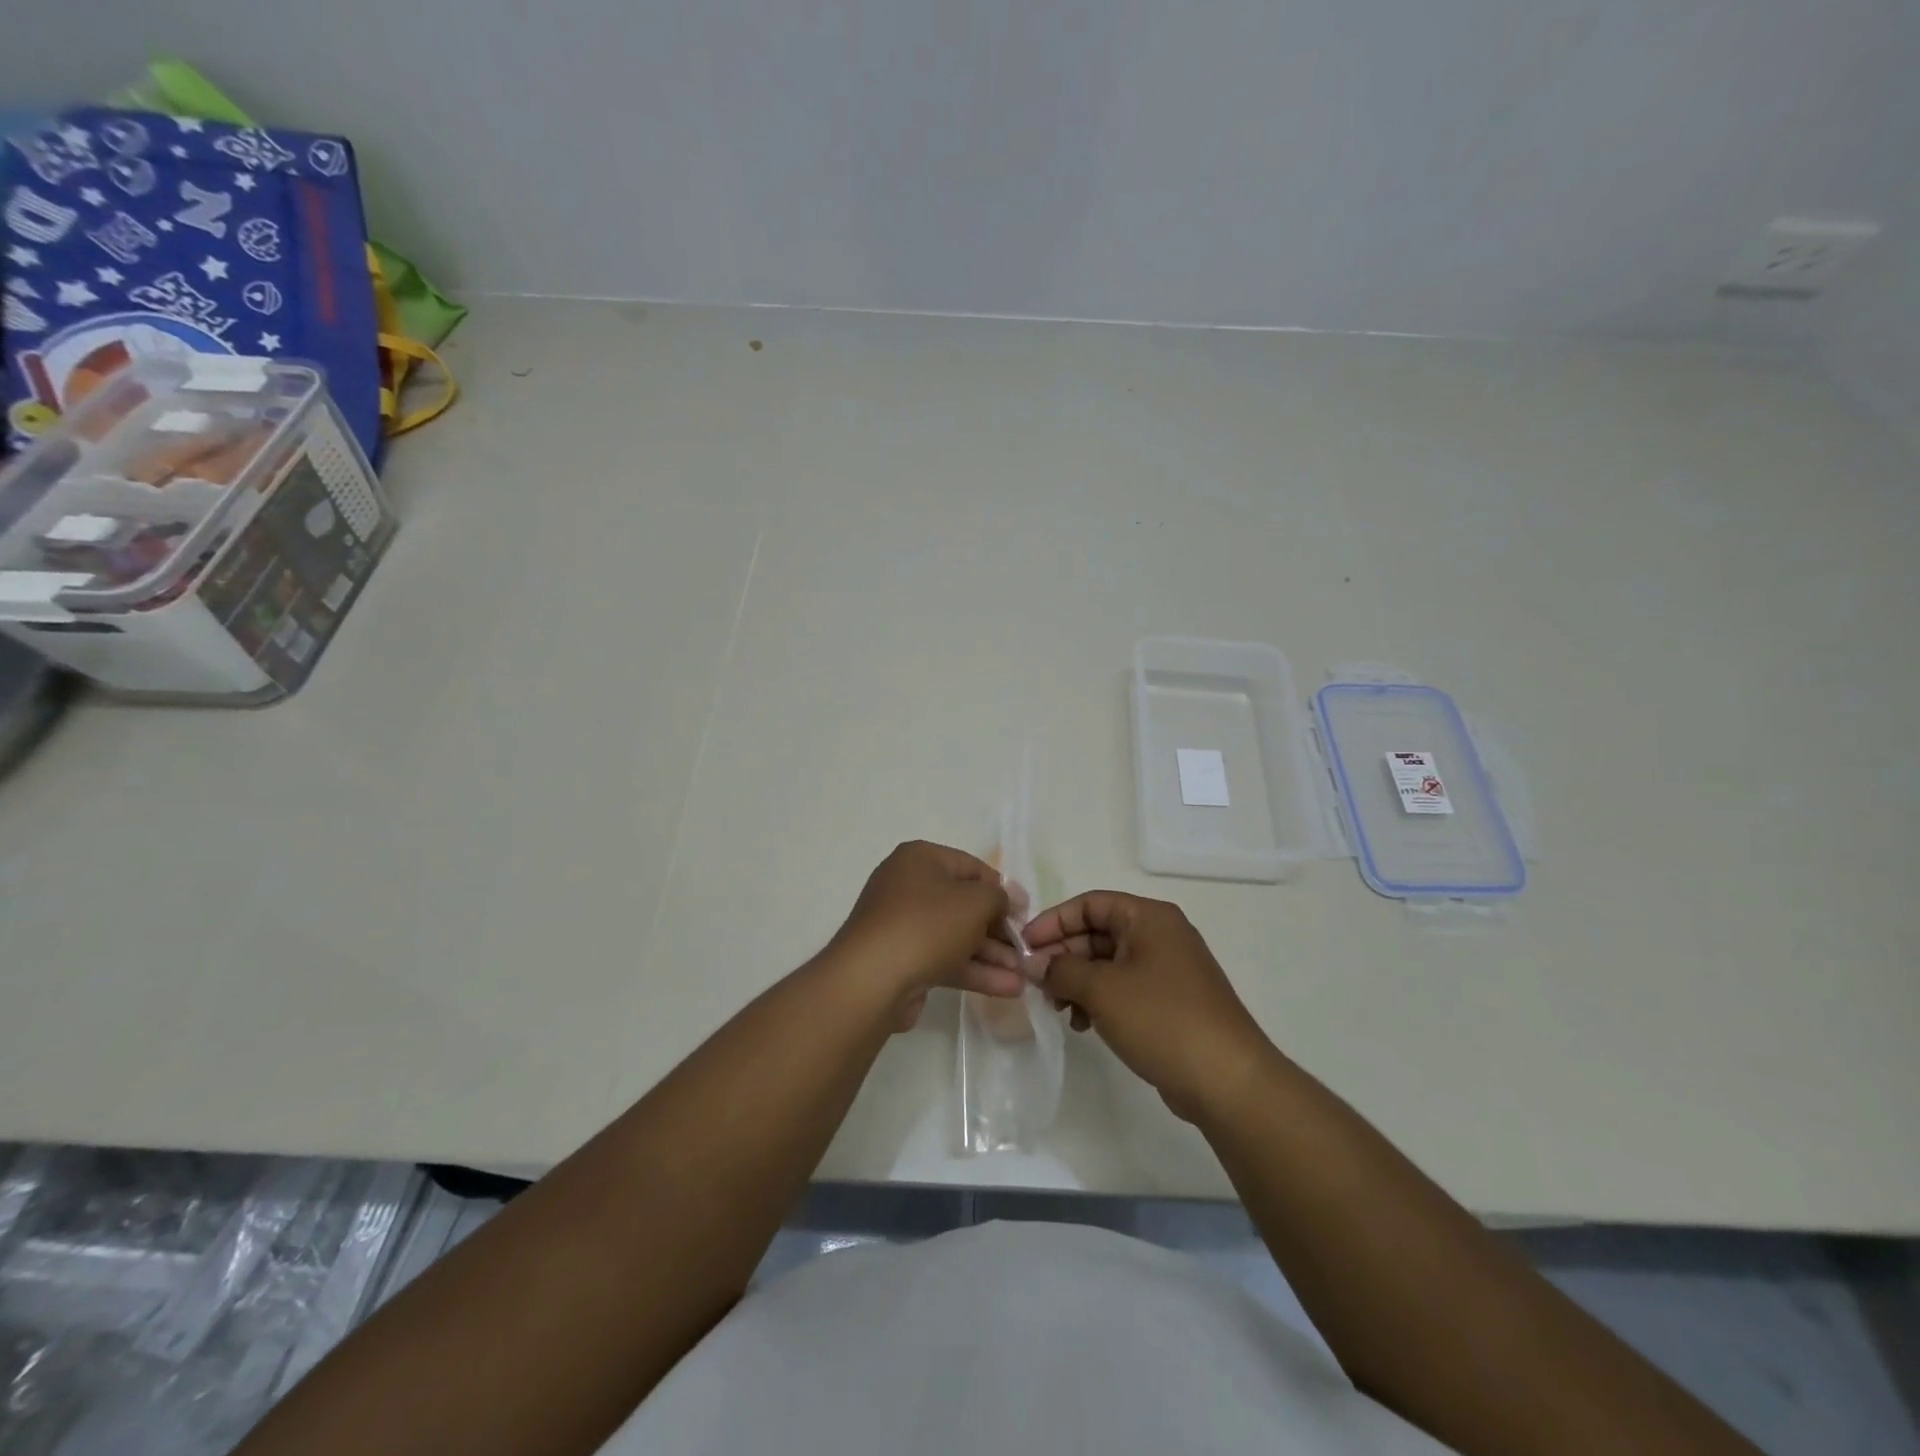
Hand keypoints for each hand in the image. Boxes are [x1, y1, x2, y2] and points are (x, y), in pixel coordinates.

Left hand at [830, 841, 1025, 1029]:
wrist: (872, 978)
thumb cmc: (927, 925)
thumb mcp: (975, 901)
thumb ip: (998, 897)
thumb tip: (1006, 901)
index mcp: (920, 859)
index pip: (972, 867)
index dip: (1002, 889)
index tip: (1025, 913)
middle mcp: (908, 886)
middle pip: (964, 904)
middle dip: (998, 929)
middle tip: (1025, 949)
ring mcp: (902, 925)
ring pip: (956, 935)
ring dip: (991, 954)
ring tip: (1025, 975)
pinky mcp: (902, 960)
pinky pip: (944, 959)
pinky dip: (973, 970)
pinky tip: (1007, 988)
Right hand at [1024, 891, 1273, 1122]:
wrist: (1227, 1080)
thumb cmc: (1161, 1019)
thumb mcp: (1102, 989)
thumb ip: (1062, 969)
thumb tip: (1036, 964)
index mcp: (1149, 918)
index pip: (1090, 904)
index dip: (1054, 922)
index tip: (1024, 947)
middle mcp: (1160, 935)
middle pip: (1098, 933)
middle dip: (1063, 956)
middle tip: (1035, 983)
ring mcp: (1168, 970)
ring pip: (1108, 963)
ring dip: (1077, 981)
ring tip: (1058, 1010)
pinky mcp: (1170, 1002)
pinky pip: (1123, 988)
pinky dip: (1099, 1000)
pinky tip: (1083, 1025)